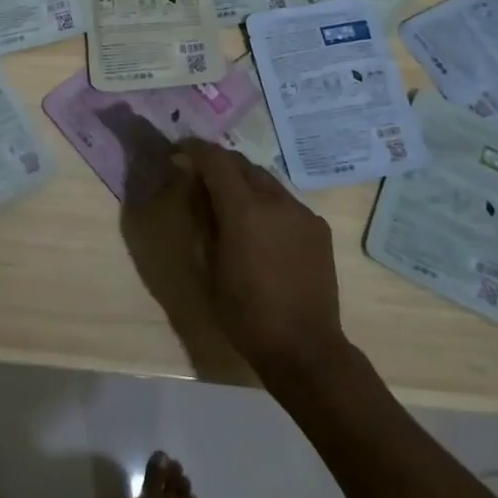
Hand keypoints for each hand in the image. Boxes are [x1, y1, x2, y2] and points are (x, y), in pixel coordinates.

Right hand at [175, 140, 351, 379]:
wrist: (305, 348)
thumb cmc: (245, 313)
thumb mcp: (209, 267)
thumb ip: (202, 220)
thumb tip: (196, 189)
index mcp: (243, 209)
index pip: (216, 159)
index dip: (195, 149)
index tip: (180, 151)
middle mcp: (276, 200)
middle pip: (242, 164)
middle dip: (219, 164)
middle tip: (201, 177)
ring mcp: (302, 212)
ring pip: (266, 180)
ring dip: (244, 183)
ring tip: (230, 203)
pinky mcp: (318, 228)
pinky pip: (285, 202)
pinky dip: (266, 203)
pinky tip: (261, 229)